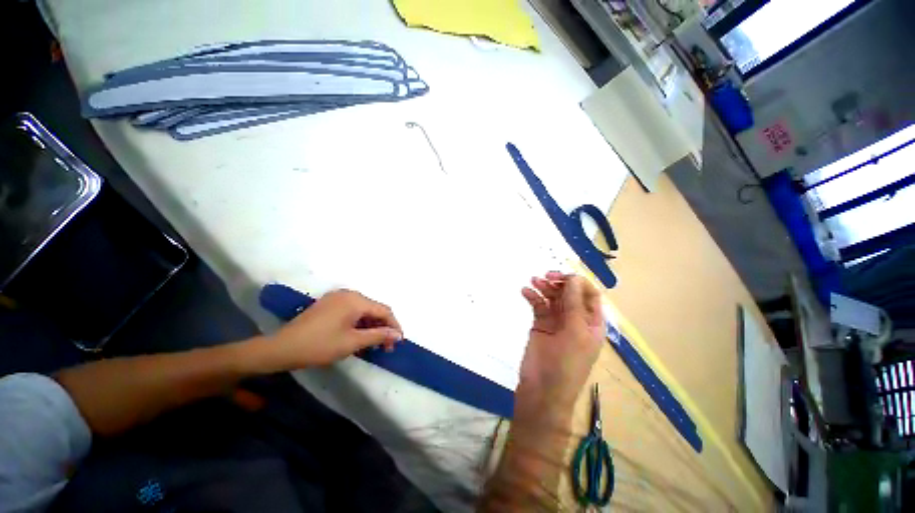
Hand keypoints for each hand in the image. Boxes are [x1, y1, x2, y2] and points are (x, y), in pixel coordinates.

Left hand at [266, 290, 403, 368]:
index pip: (384, 310)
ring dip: (371, 326)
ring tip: (373, 344)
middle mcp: (349, 294)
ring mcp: (337, 297)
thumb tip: (398, 335)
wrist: (281, 348)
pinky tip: (358, 336)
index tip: (398, 342)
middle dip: (382, 327)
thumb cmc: (319, 345)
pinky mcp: (329, 304)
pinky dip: (359, 323)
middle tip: (385, 347)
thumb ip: (378, 336)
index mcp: (356, 300)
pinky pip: (352, 311)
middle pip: (374, 309)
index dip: (394, 326)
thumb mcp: (352, 342)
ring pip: (363, 310)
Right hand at [517, 273, 603, 415]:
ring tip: (533, 281)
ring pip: (553, 297)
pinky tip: (525, 292)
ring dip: (544, 287)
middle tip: (545, 277)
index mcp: (591, 323)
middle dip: (559, 282)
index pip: (590, 294)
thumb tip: (573, 278)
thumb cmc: (564, 364)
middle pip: (569, 293)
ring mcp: (557, 322)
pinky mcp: (540, 325)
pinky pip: (538, 305)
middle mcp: (575, 320)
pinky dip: (533, 297)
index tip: (562, 277)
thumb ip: (574, 304)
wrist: (542, 392)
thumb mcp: (575, 333)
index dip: (578, 282)